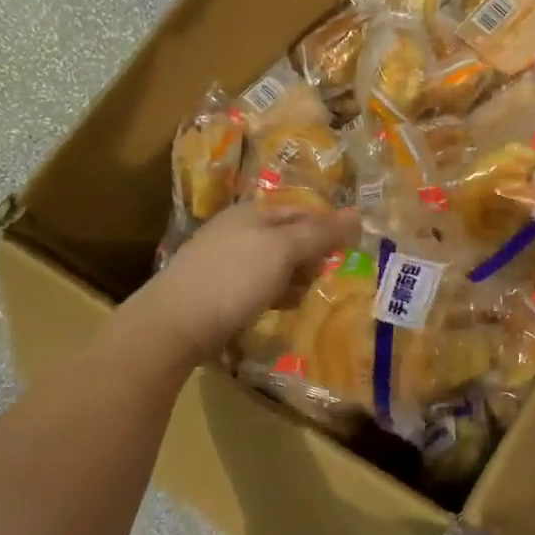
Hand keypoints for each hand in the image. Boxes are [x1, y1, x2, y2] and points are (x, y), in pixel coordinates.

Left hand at [135, 200, 360, 363]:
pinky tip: (280, 309)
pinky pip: (256, 286)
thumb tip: (358, 214)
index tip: (348, 251)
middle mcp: (237, 231)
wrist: (176, 323)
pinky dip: (274, 294)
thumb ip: (320, 233)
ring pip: (273, 264)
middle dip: (311, 256)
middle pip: (287, 237)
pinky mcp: (217, 290)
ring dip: (294, 278)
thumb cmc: (235, 278)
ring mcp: (224, 261)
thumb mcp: (284, 250)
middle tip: (327, 277)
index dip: (327, 227)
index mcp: (252, 213)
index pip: (301, 211)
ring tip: (305, 297)